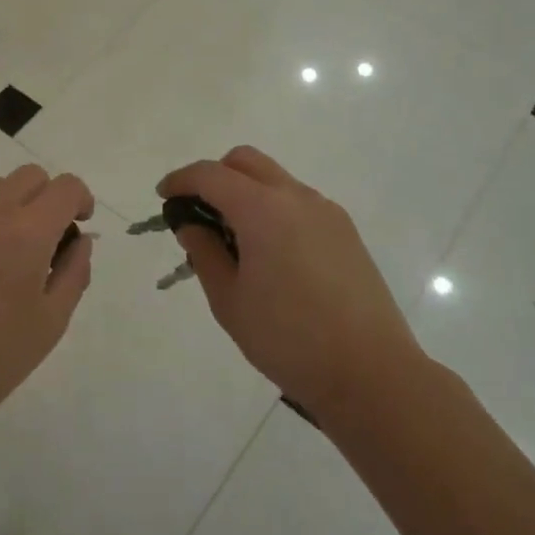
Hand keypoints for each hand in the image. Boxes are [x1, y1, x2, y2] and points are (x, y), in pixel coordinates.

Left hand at [0, 165, 94, 432]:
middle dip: (46, 198)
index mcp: (27, 233)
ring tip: (1, 254)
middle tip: (43, 240)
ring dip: (9, 207)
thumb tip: (80, 239)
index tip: (77, 225)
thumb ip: (74, 271)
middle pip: (29, 176)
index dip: (80, 200)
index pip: (65, 186)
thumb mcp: (51, 322)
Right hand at [158, 147, 425, 420]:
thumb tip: (191, 224)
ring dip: (245, 192)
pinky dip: (272, 209)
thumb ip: (204, 253)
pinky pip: (298, 202)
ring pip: (274, 180)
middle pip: (245, 162)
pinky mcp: (345, 231)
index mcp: (263, 210)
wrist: (371, 373)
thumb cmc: (288, 339)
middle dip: (214, 176)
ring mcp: (326, 212)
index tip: (163, 198)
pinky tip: (270, 254)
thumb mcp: (229, 300)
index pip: (210, 174)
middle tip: (198, 213)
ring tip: (234, 241)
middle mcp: (296, 198)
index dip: (180, 180)